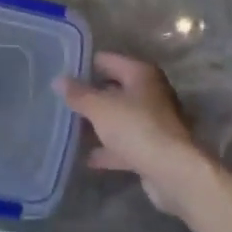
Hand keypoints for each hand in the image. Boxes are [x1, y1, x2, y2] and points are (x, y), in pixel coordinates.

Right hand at [57, 53, 212, 214]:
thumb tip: (59, 80)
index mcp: (140, 73)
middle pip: (114, 89)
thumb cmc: (136, 127)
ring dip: (98, 124)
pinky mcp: (153, 148)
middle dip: (90, 96)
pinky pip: (124, 144)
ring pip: (119, 118)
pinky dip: (108, 150)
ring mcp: (153, 122)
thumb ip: (78, 94)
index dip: (84, 65)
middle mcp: (150, 92)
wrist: (173, 170)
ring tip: (69, 129)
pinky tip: (87, 158)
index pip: (107, 60)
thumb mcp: (100, 107)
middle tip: (61, 102)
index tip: (60, 73)